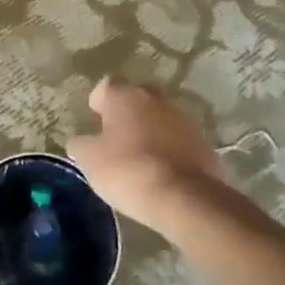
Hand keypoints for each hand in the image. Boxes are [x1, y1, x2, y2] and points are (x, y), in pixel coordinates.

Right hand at [67, 78, 231, 238]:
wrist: (186, 198)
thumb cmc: (129, 171)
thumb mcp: (90, 161)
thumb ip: (81, 145)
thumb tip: (81, 141)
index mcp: (125, 95)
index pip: (106, 86)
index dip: (99, 103)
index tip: (95, 122)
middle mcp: (155, 98)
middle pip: (135, 99)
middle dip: (125, 115)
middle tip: (115, 140)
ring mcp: (183, 118)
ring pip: (159, 118)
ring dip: (149, 132)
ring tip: (140, 160)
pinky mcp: (203, 142)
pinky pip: (178, 140)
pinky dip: (169, 150)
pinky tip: (162, 173)